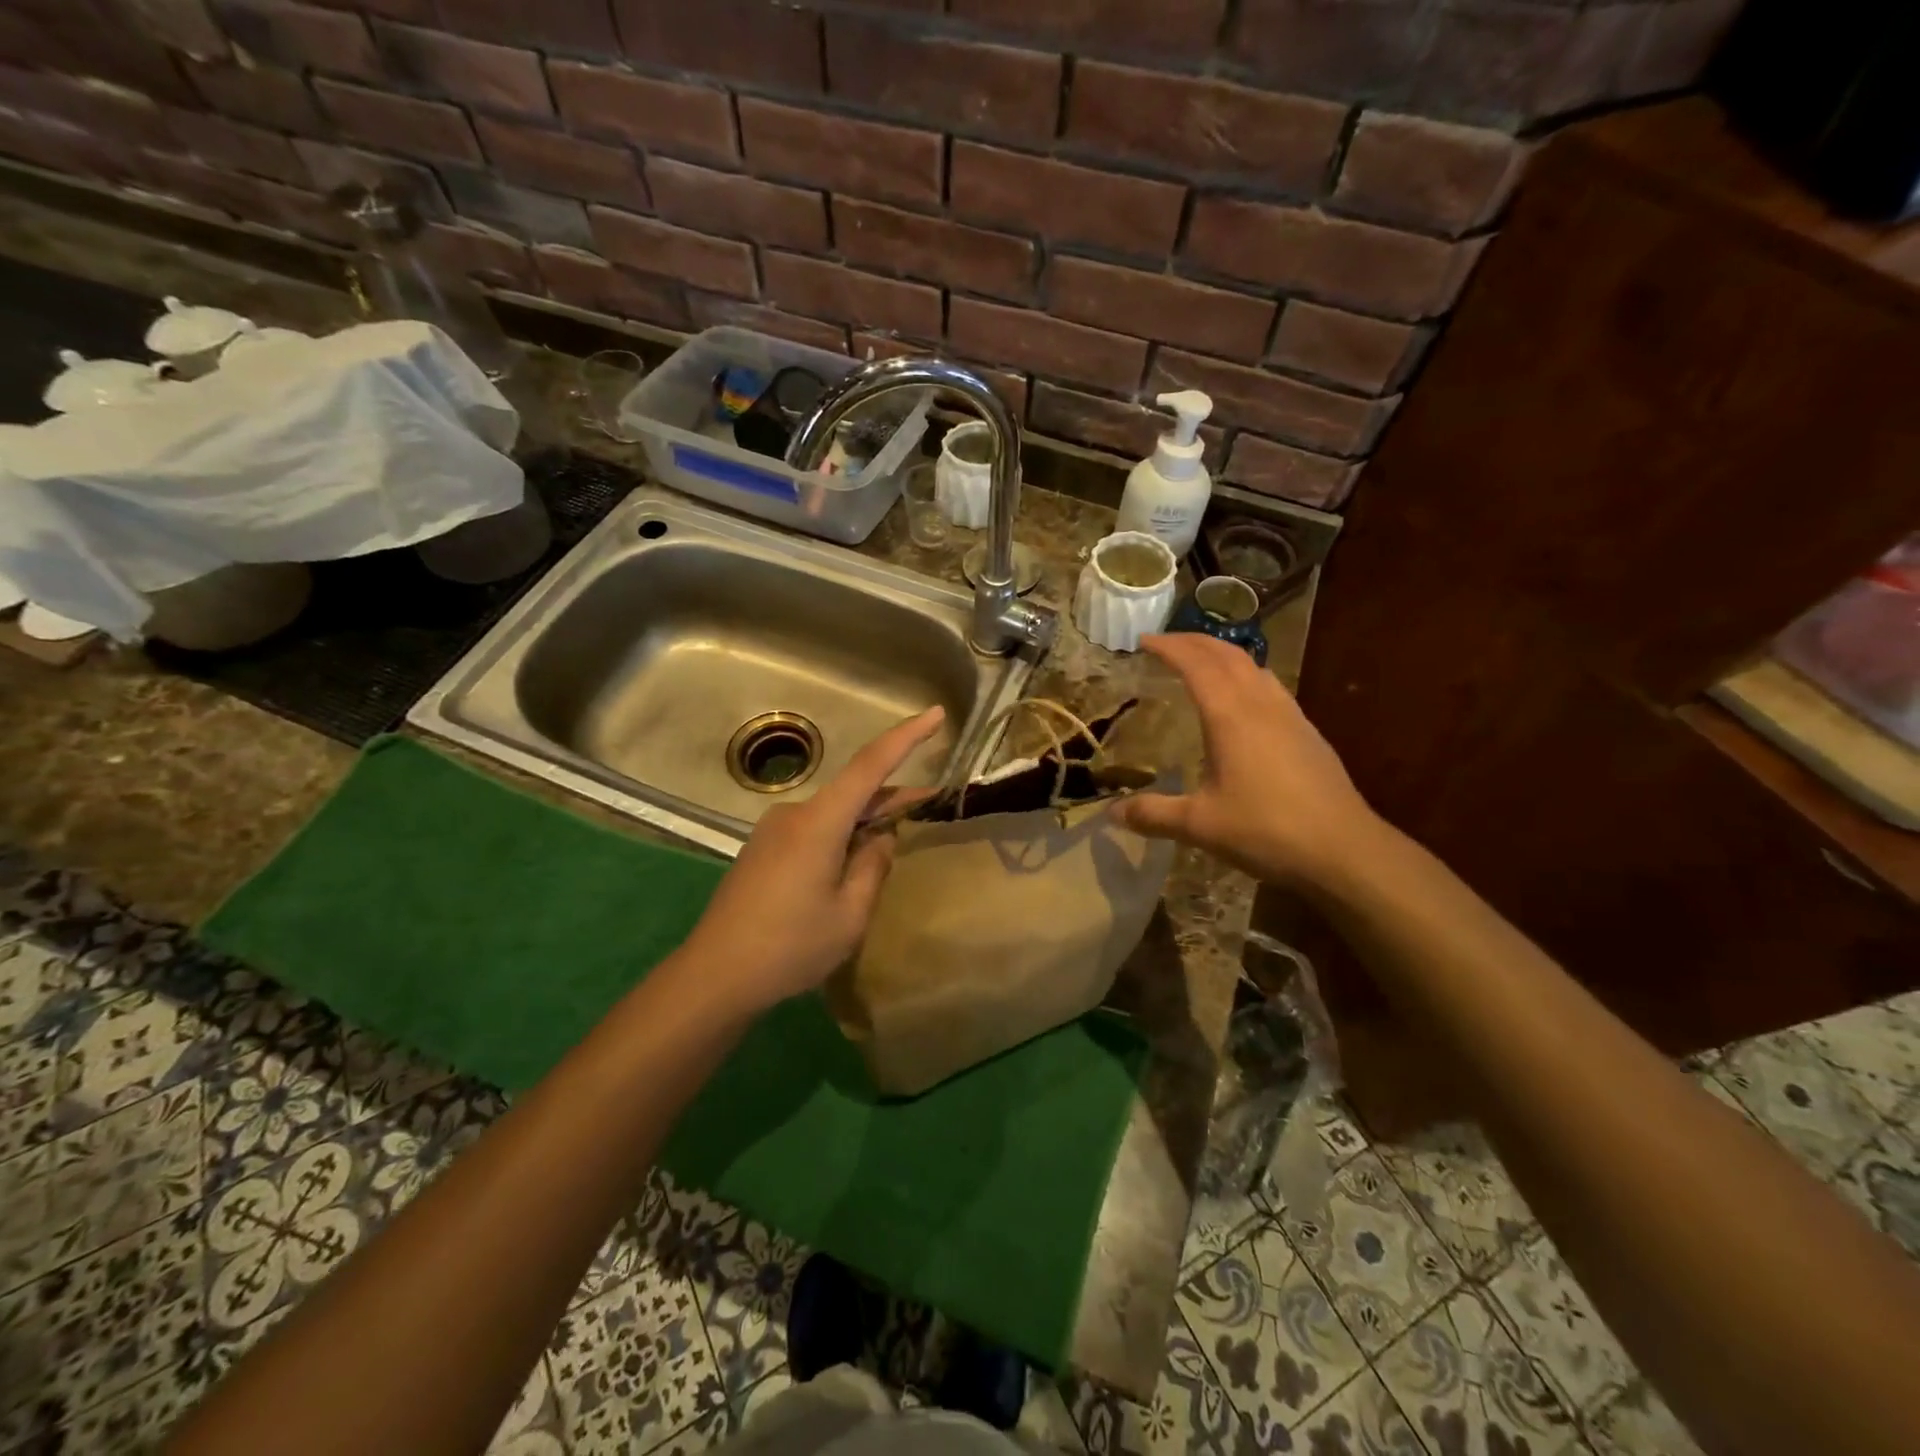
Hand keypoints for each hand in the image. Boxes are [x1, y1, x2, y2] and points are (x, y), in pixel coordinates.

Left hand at [681, 706, 945, 1012]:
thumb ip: (873, 868)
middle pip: (854, 791)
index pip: (871, 766)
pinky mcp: (763, 849)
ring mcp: (774, 830)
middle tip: (932, 802)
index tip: (935, 714)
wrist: (715, 976)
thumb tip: (880, 838)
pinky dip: (841, 835)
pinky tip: (851, 863)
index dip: (906, 737)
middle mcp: (795, 814)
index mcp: (819, 822)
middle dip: (892, 795)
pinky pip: (813, 829)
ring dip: (865, 820)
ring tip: (892, 842)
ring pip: (833, 813)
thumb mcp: (849, 915)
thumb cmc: (789, 947)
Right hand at [1113, 635, 1383, 888]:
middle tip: (1166, 642)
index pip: (1195, 664)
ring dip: (1223, 654)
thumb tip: (1112, 812)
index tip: (1144, 639)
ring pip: (1254, 666)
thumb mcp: (1200, 825)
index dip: (1169, 647)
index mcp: (1230, 716)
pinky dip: (1246, 675)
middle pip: (1227, 655)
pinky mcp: (1308, 733)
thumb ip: (1153, 814)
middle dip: (1194, 641)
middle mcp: (1261, 705)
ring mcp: (1290, 716)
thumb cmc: (1267, 830)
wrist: (1344, 850)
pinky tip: (1243, 700)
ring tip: (1201, 661)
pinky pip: (1270, 686)